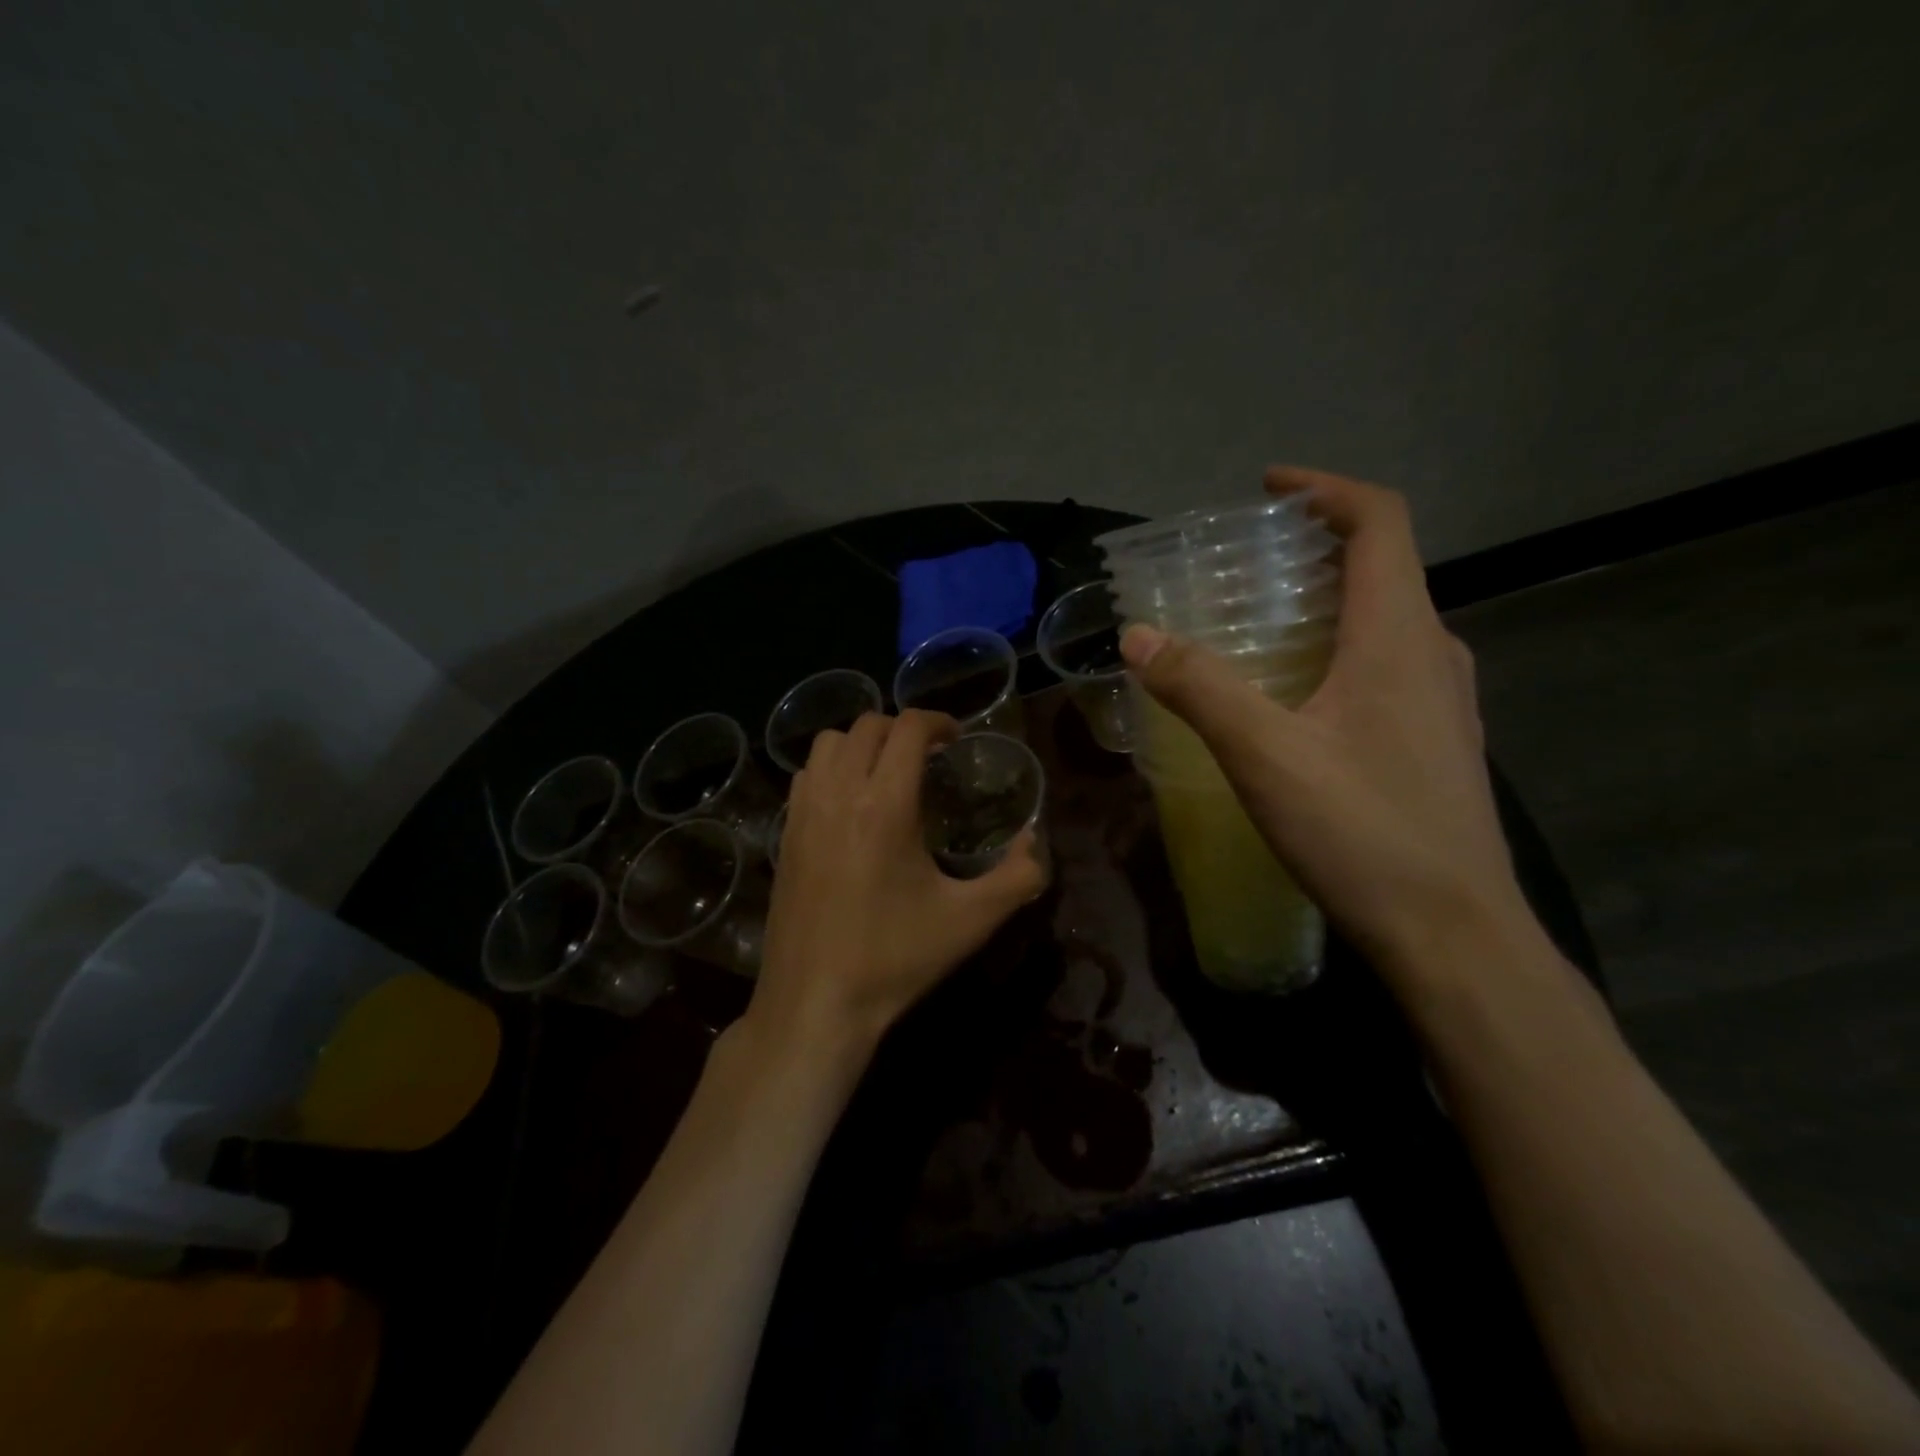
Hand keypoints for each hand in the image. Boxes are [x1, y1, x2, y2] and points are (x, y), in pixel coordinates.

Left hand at [750, 710, 1047, 1053]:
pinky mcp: (784, 836)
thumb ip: (1017, 877)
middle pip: (866, 726)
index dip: (938, 721)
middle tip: (929, 757)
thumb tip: (1034, 841)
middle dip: (902, 730)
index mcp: (886, 804)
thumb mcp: (971, 921)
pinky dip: (831, 769)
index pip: (907, 728)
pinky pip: (805, 776)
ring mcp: (804, 814)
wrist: (815, 1002)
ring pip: (828, 745)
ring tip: (887, 774)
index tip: (957, 739)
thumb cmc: (895, 958)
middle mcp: (839, 795)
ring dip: (862, 744)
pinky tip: (850, 805)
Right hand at [1120, 466, 1531, 984]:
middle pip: (1383, 568)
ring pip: (1386, 621)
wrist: (1454, 934)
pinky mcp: (1436, 742)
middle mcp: (1433, 654)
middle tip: (1247, 564)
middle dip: (1316, 548)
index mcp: (1400, 637)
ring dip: (1328, 602)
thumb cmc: (1363, 832)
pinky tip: (1296, 696)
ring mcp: (1444, 702)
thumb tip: (1138, 635)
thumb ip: (1199, 688)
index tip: (1269, 488)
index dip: (1327, 490)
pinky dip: (1341, 650)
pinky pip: (1388, 667)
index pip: (1381, 522)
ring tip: (1261, 623)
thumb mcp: (1265, 755)